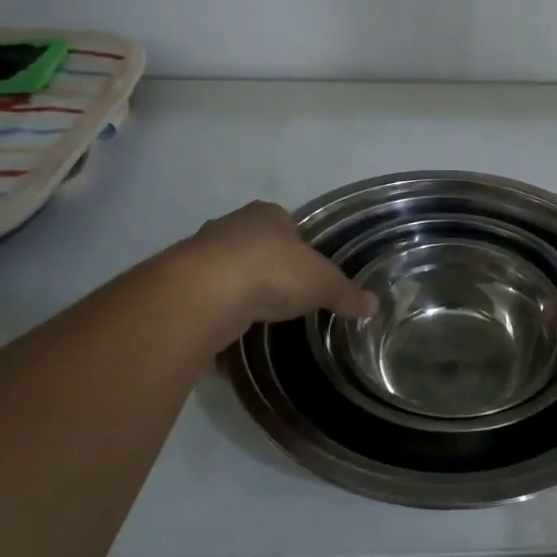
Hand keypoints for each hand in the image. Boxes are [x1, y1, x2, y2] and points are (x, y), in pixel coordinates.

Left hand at [176, 202, 375, 332]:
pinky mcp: (182, 287)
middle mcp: (231, 227)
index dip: (298, 245)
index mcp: (266, 215)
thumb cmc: (272, 272)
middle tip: (284, 297)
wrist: (205, 295)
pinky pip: (207, 304)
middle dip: (267, 269)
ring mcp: (201, 255)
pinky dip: (217, 321)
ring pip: (227, 274)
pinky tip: (229, 341)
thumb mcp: (322, 283)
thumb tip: (374, 305)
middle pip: (254, 246)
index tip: (306, 271)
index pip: (286, 223)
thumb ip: (346, 294)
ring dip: (239, 295)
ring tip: (258, 320)